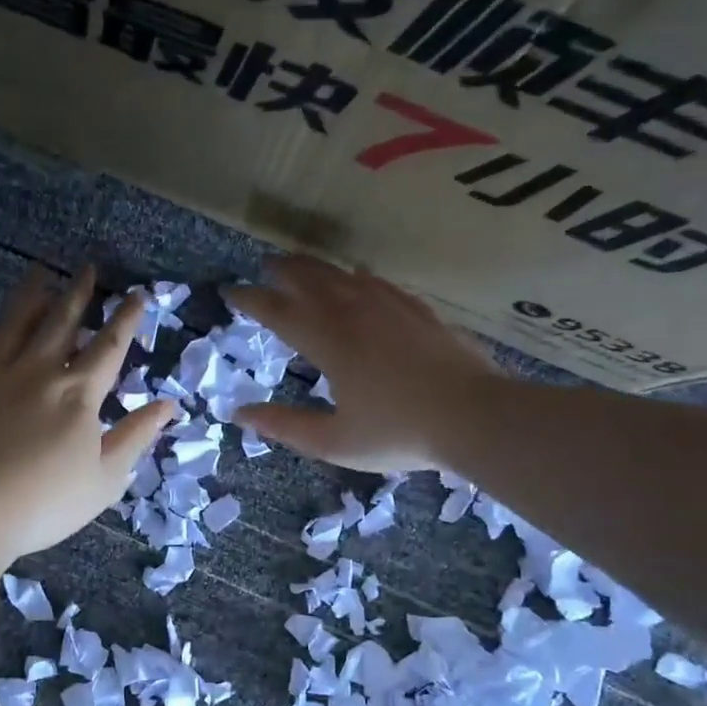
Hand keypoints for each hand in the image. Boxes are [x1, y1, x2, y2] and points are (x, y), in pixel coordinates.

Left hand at [0, 265, 175, 560]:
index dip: (125, 319)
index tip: (136, 294)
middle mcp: (35, 371)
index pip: (108, 346)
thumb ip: (136, 437)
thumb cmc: (44, 503)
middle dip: (78, 293)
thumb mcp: (105, 478)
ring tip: (39, 271)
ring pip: (11, 324)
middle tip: (87, 267)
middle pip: (60, 322)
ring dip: (28, 296)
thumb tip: (168, 404)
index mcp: (77, 393)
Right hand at [226, 256, 496, 473]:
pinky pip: (379, 282)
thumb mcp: (333, 441)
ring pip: (343, 275)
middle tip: (264, 265)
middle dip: (282, 270)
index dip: (251, 299)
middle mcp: (353, 314)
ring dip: (316, 267)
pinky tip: (359, 275)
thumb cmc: (399, 433)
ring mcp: (389, 307)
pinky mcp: (418, 310)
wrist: (475, 416)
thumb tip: (240, 413)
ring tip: (300, 264)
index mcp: (328, 342)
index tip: (231, 292)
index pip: (278, 311)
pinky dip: (358, 276)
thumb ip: (284, 426)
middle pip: (310, 280)